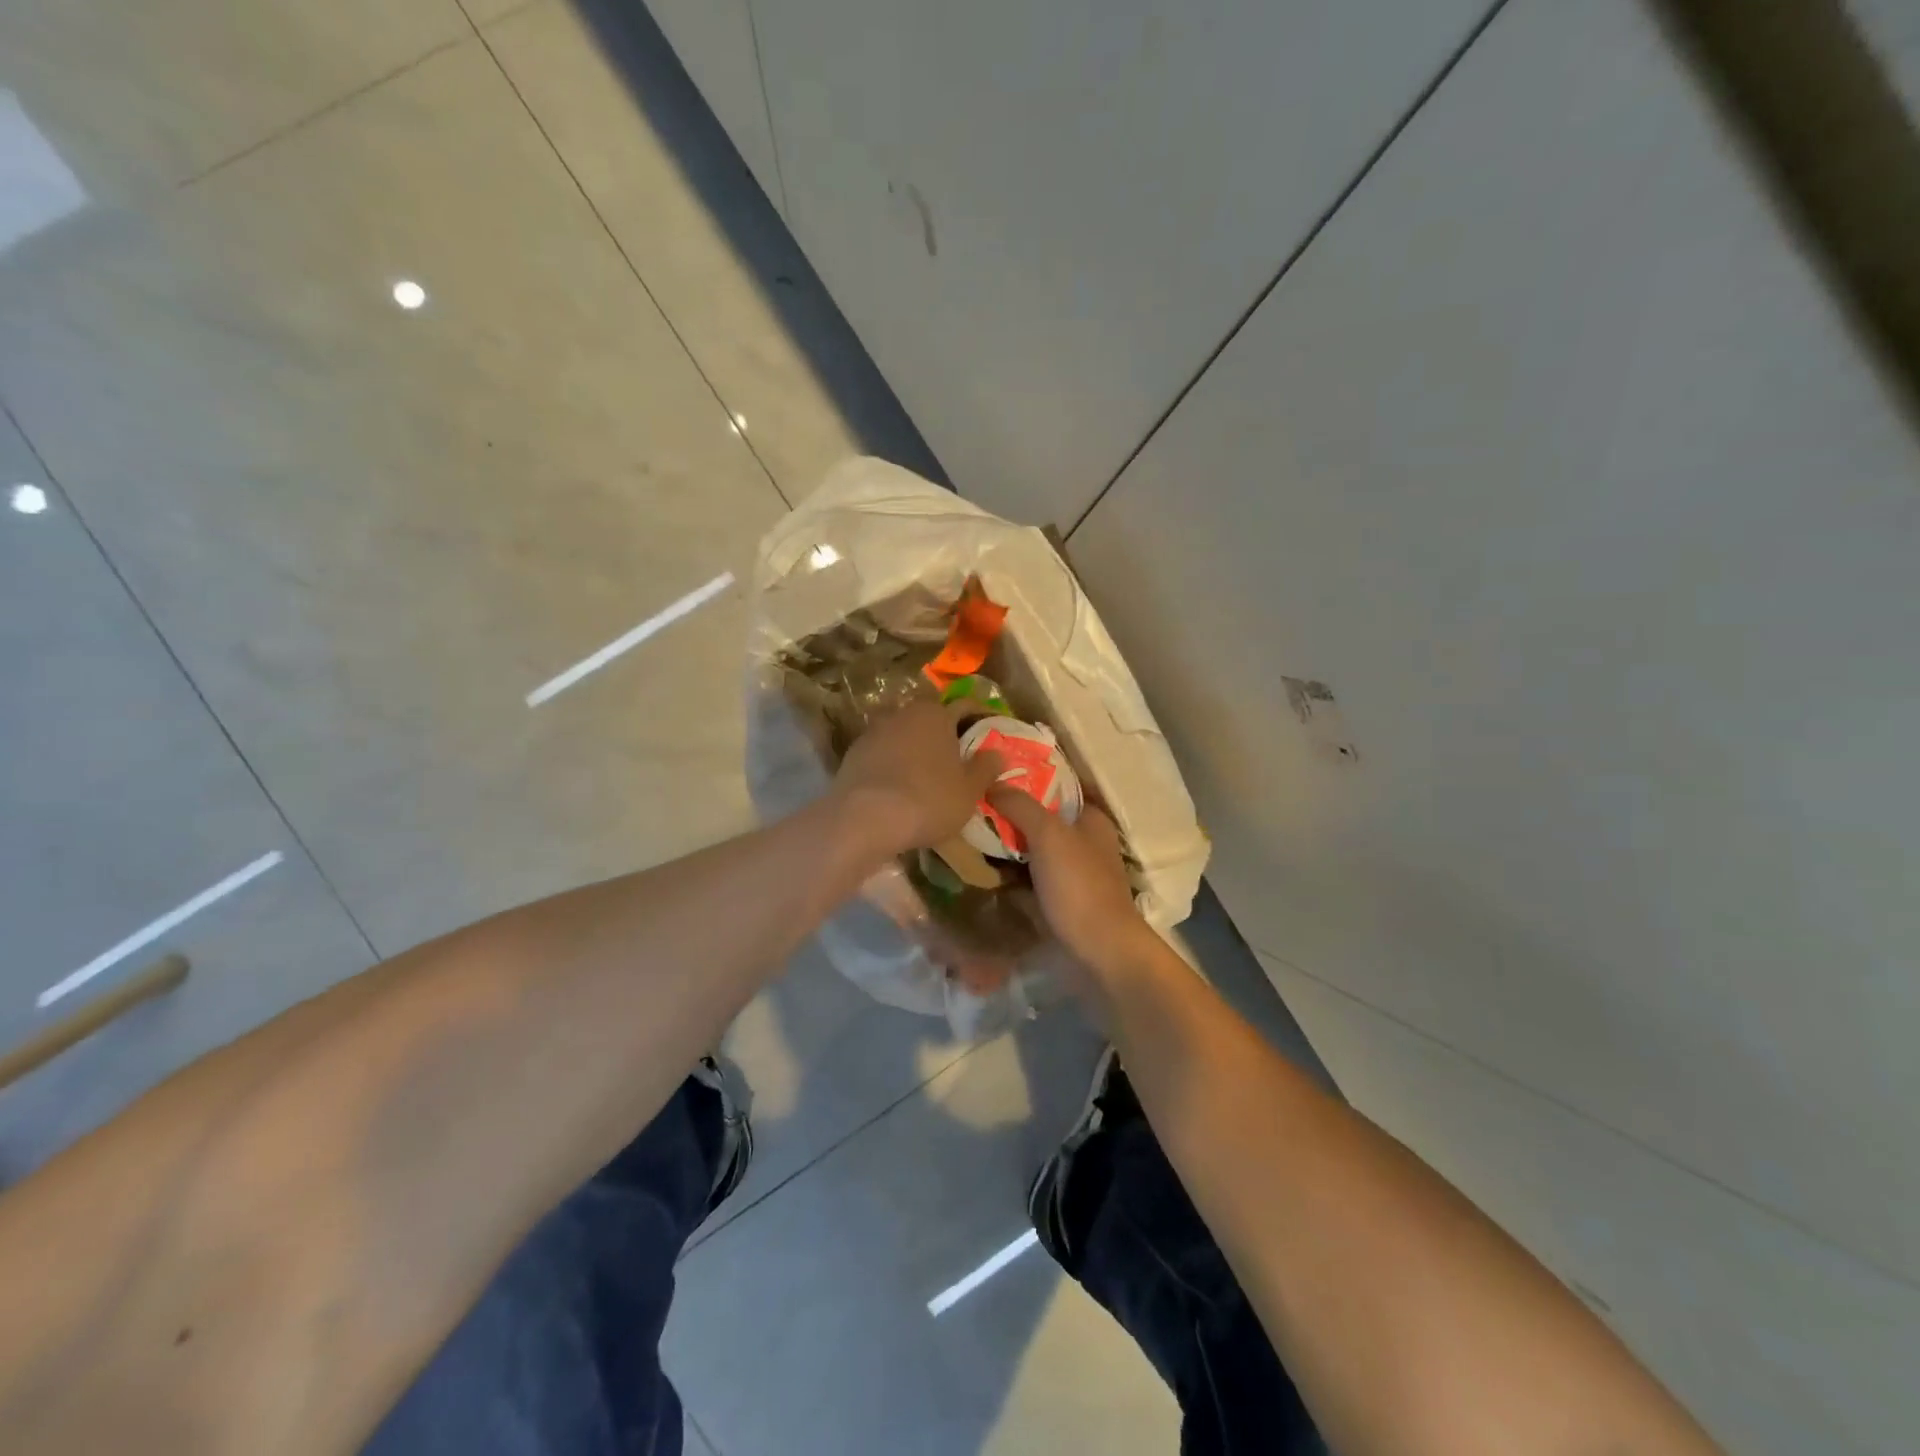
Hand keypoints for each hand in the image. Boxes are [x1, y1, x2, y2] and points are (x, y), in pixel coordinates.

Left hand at [832, 701, 1001, 854]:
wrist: (864, 819)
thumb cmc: (928, 800)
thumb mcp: (969, 790)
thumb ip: (985, 769)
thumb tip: (998, 753)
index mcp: (935, 714)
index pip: (964, 706)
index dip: (979, 718)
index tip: (988, 732)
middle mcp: (903, 713)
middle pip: (930, 718)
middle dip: (944, 733)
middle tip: (958, 756)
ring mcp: (873, 732)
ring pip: (903, 734)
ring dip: (916, 748)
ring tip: (926, 773)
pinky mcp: (853, 754)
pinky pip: (882, 754)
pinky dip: (893, 764)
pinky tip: (899, 786)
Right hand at [987, 791, 1149, 970]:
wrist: (1100, 951)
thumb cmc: (1079, 885)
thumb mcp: (1049, 835)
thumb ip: (1020, 805)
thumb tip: (992, 783)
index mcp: (1091, 818)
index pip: (1056, 785)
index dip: (1026, 777)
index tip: (990, 773)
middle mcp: (1084, 840)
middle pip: (1040, 817)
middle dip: (1009, 812)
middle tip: (969, 804)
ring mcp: (1071, 872)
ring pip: (1031, 848)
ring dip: (1006, 844)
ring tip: (966, 832)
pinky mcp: (1059, 899)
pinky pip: (1028, 877)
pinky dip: (1009, 872)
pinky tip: (980, 867)